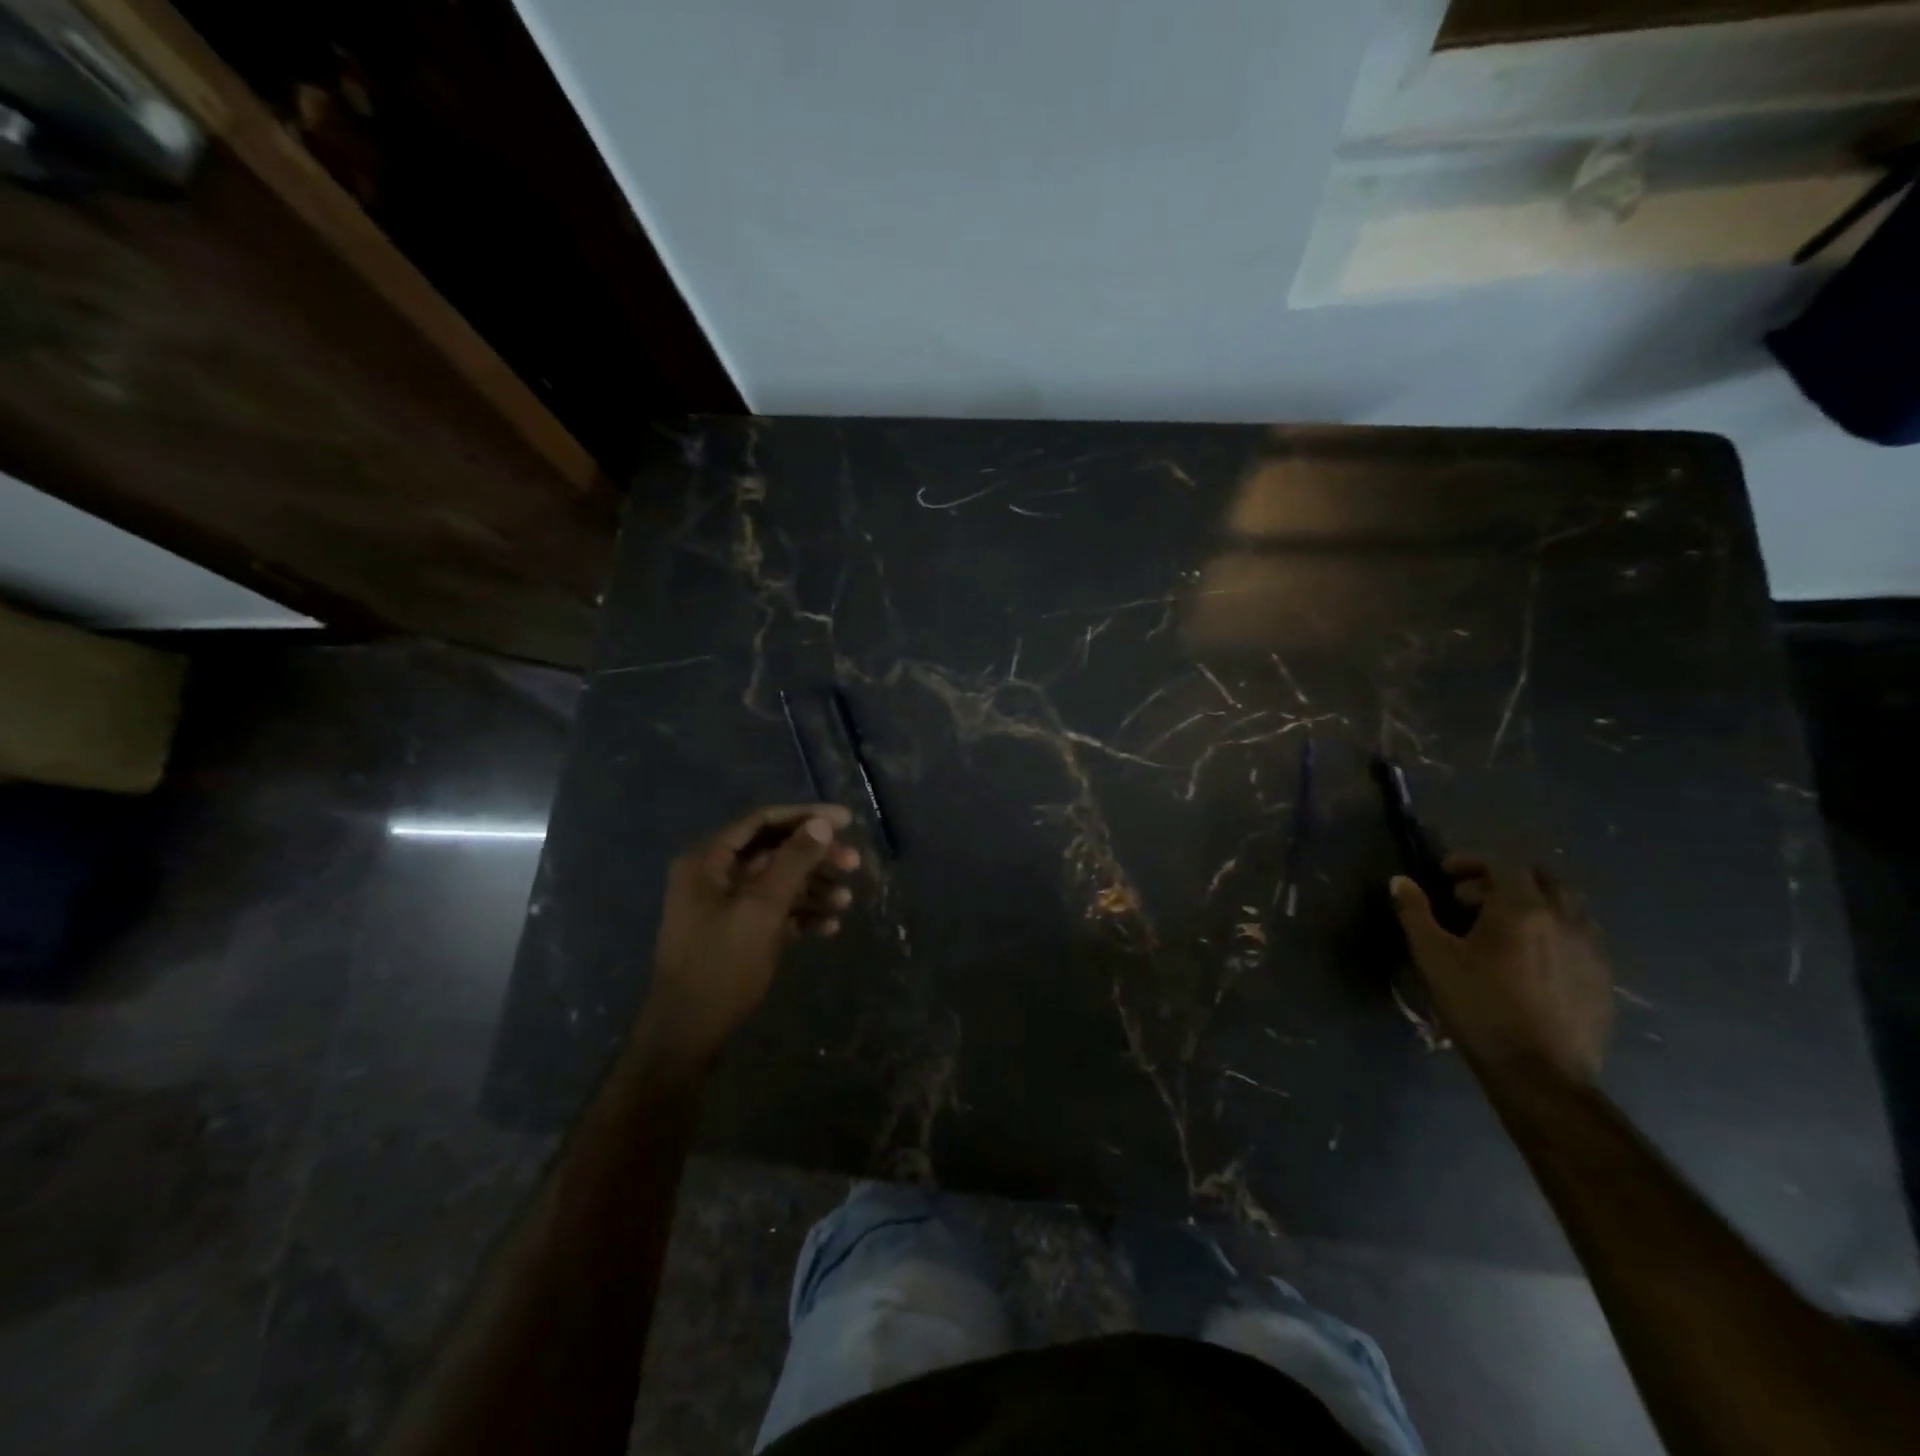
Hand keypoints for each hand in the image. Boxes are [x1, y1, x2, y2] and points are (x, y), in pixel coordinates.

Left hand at [640, 804, 860, 1068]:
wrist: (687, 1033)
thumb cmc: (722, 964)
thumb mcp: (762, 909)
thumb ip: (792, 862)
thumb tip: (821, 824)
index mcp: (708, 860)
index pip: (762, 821)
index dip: (805, 817)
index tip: (846, 821)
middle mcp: (713, 876)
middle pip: (773, 851)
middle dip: (815, 857)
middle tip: (854, 864)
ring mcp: (723, 906)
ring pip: (777, 883)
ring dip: (813, 888)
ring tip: (846, 902)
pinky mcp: (735, 933)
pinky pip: (773, 911)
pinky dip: (800, 915)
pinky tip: (829, 927)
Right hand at [1390, 858, 1613, 1086]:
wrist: (1540, 1072)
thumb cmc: (1479, 1006)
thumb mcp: (1433, 957)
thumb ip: (1415, 913)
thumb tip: (1400, 881)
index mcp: (1522, 909)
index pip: (1502, 863)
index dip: (1471, 860)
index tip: (1445, 873)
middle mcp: (1565, 919)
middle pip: (1543, 877)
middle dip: (1504, 877)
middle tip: (1471, 896)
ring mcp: (1591, 949)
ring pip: (1567, 905)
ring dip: (1533, 902)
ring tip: (1501, 925)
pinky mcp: (1602, 977)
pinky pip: (1580, 935)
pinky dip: (1553, 930)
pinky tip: (1529, 957)